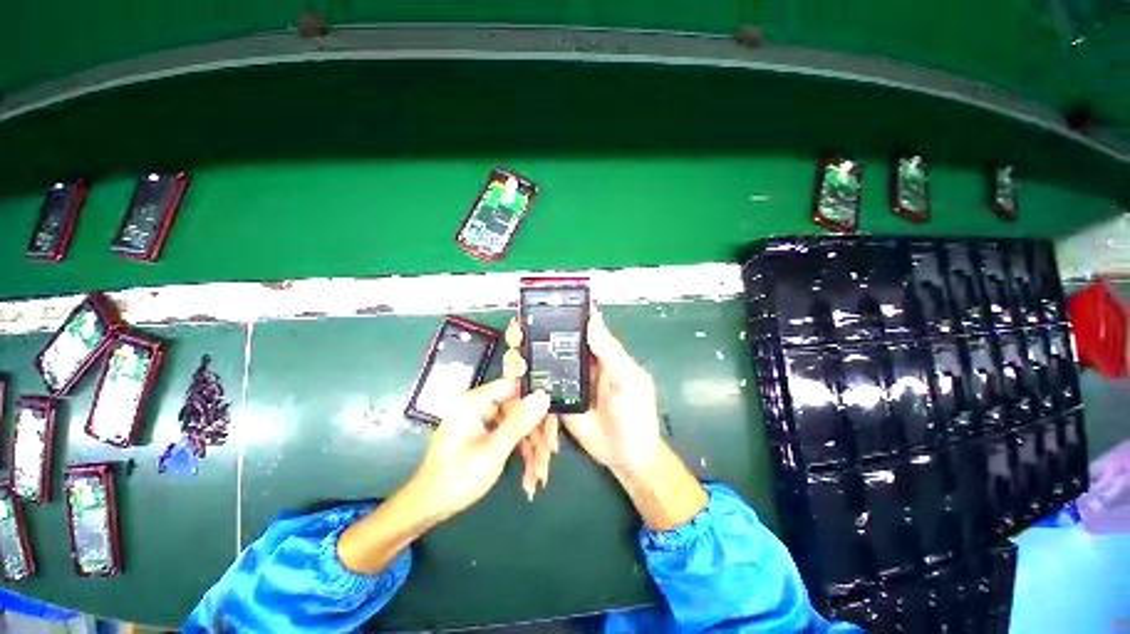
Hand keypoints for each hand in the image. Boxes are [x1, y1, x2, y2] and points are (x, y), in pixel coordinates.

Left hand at [338, 379, 547, 574]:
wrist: (429, 507)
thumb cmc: (458, 478)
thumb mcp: (494, 450)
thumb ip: (520, 421)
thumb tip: (543, 395)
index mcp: (474, 402)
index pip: (513, 386)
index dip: (534, 398)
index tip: (552, 414)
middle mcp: (478, 406)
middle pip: (517, 409)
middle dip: (535, 433)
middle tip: (550, 452)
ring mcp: (481, 420)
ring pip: (516, 424)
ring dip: (530, 447)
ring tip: (540, 473)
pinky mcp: (483, 433)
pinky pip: (508, 435)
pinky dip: (519, 452)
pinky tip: (529, 474)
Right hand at [505, 308, 705, 529]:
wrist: (627, 457)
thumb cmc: (636, 414)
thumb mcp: (628, 380)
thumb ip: (610, 352)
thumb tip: (593, 318)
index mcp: (598, 353)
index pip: (575, 327)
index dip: (556, 316)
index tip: (534, 309)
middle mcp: (579, 364)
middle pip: (551, 343)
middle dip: (531, 335)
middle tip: (516, 335)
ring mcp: (565, 383)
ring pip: (540, 363)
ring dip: (524, 358)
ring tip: (514, 362)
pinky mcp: (556, 403)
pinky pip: (538, 389)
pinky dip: (524, 383)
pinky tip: (513, 381)